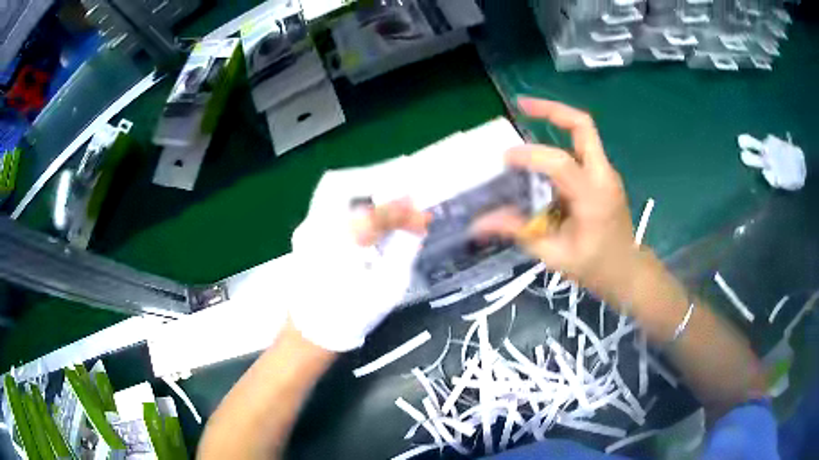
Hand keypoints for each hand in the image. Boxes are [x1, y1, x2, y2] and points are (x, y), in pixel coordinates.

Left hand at [290, 169, 429, 351]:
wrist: (311, 333)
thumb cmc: (352, 314)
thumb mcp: (389, 287)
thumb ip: (403, 249)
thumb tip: (416, 224)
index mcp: (340, 242)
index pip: (378, 213)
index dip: (404, 211)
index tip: (422, 214)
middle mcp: (317, 227)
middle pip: (339, 183)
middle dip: (372, 176)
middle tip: (399, 182)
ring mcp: (306, 229)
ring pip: (330, 191)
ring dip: (359, 186)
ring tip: (384, 193)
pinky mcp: (304, 235)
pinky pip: (326, 204)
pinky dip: (349, 199)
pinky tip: (365, 211)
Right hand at [475, 97, 641, 305]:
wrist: (628, 270)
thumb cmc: (595, 267)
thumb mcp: (555, 255)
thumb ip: (520, 232)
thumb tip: (480, 222)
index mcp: (593, 197)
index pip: (560, 163)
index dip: (530, 156)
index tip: (505, 160)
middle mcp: (603, 175)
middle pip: (583, 125)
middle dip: (552, 109)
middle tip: (522, 104)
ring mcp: (605, 173)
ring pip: (584, 132)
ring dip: (556, 120)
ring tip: (526, 118)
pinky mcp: (603, 176)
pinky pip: (581, 149)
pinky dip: (560, 142)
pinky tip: (541, 157)